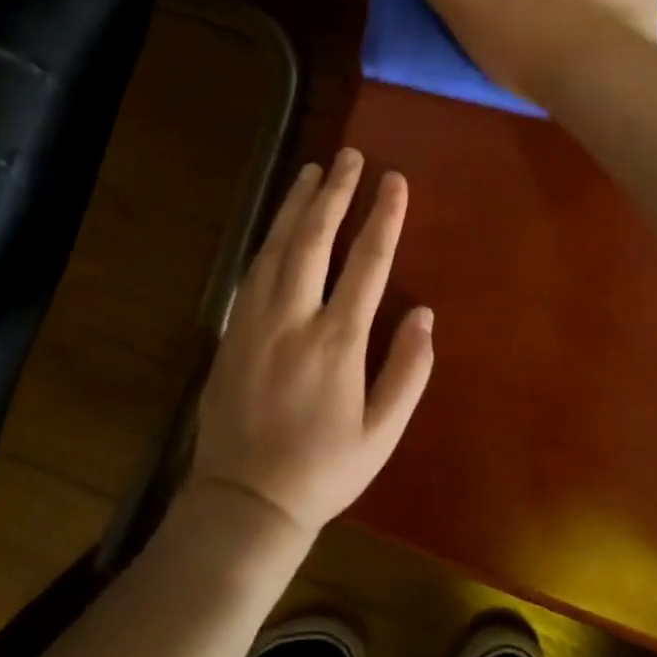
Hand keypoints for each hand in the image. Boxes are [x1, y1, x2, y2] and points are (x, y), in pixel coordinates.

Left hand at [189, 149, 434, 537]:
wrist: (244, 500)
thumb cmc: (323, 470)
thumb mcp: (381, 434)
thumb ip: (407, 371)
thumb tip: (424, 312)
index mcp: (336, 342)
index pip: (367, 263)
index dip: (383, 217)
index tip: (394, 180)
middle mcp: (293, 319)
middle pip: (315, 239)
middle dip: (335, 193)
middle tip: (349, 156)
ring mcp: (256, 320)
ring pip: (277, 245)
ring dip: (296, 204)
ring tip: (312, 169)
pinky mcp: (233, 328)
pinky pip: (254, 268)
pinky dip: (270, 236)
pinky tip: (280, 221)